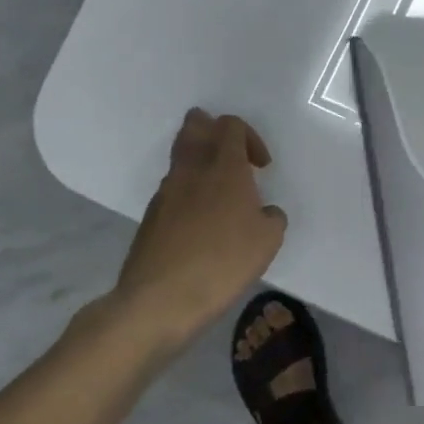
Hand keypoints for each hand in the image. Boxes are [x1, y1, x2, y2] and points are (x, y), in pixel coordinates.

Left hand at [107, 110, 287, 343]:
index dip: (250, 137)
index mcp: (224, 166)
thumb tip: (264, 213)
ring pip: (181, 156)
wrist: (160, 299)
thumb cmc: (223, 262)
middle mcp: (191, 169)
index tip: (261, 167)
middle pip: (195, 126)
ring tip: (220, 193)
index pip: (230, 125)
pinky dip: (188, 192)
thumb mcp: (268, 241)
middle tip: (233, 158)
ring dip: (200, 162)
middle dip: (214, 131)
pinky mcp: (151, 215)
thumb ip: (272, 217)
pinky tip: (201, 222)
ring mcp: (166, 191)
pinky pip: (172, 188)